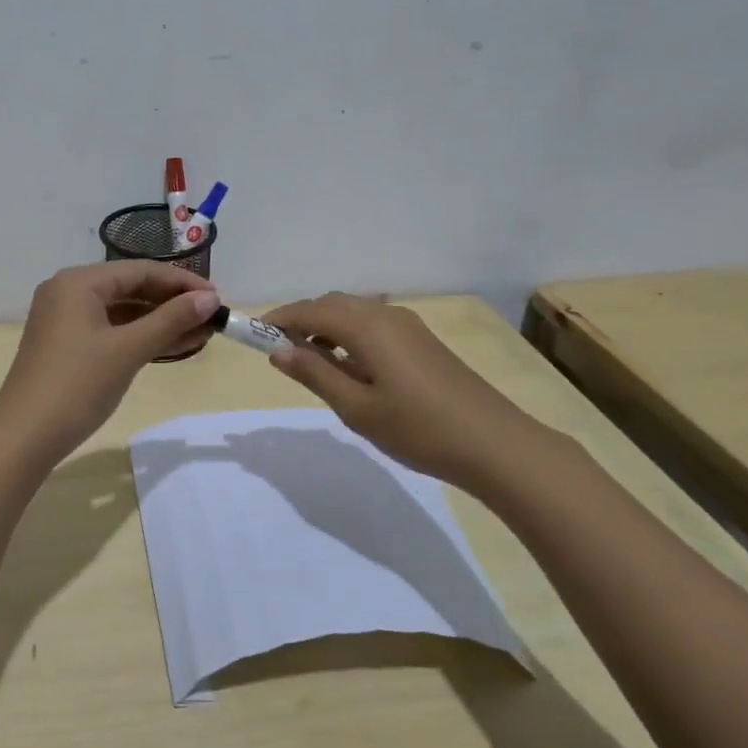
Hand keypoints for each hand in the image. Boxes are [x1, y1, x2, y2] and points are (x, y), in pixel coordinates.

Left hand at [0, 262, 219, 460]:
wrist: (24, 438)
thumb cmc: (77, 386)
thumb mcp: (128, 350)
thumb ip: (171, 320)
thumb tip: (211, 300)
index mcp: (78, 282)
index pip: (140, 271)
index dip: (182, 283)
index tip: (218, 299)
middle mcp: (69, 292)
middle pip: (131, 288)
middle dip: (173, 303)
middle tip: (212, 317)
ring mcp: (65, 320)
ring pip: (123, 312)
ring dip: (161, 322)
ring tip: (202, 334)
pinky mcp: (67, 345)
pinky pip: (112, 330)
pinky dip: (141, 337)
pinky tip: (173, 346)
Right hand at [260, 292, 550, 488]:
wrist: (493, 443)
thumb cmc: (417, 429)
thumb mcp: (357, 408)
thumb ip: (315, 374)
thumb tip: (278, 351)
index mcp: (367, 327)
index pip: (311, 310)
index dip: (280, 318)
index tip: (254, 335)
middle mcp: (386, 315)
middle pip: (333, 304)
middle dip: (303, 319)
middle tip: (281, 351)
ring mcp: (409, 325)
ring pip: (355, 312)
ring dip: (327, 326)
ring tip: (312, 361)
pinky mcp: (422, 340)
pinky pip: (374, 323)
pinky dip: (350, 333)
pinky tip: (351, 365)